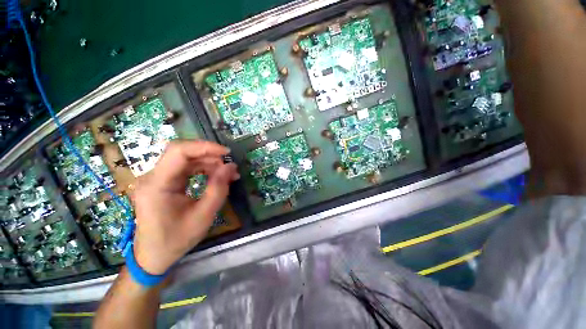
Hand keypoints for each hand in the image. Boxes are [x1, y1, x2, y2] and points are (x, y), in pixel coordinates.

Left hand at [131, 140, 239, 274]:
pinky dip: (203, 169)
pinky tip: (216, 176)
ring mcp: (156, 179)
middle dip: (209, 155)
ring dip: (209, 162)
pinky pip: (185, 168)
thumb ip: (218, 188)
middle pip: (182, 152)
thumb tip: (230, 166)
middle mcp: (153, 177)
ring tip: (228, 173)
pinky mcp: (163, 182)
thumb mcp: (203, 216)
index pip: (179, 151)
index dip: (205, 147)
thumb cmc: (176, 239)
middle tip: (230, 165)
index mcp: (157, 184)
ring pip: (186, 159)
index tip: (227, 153)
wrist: (153, 256)